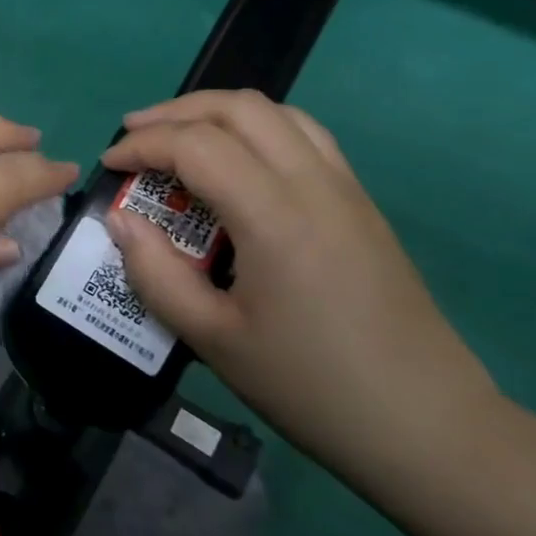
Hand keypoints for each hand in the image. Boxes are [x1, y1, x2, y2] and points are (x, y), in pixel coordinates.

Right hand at [100, 90, 498, 479]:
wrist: (427, 427)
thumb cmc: (310, 386)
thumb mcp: (212, 338)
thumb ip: (155, 272)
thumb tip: (120, 220)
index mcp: (275, 217)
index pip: (197, 145)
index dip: (142, 146)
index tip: (108, 166)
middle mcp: (315, 185)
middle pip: (239, 108)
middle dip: (176, 112)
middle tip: (133, 136)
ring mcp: (346, 190)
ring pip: (277, 113)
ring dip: (217, 113)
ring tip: (178, 139)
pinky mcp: (361, 204)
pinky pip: (304, 136)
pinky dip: (255, 129)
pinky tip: (234, 165)